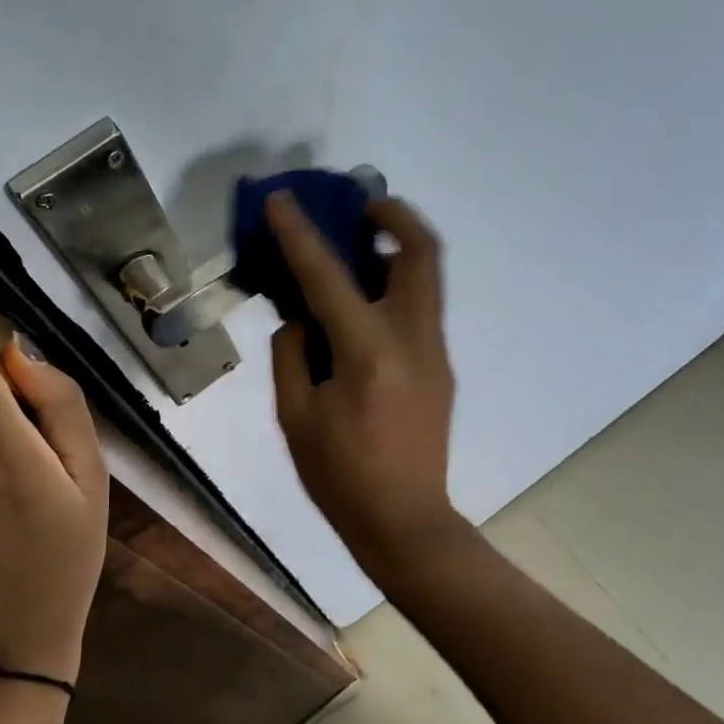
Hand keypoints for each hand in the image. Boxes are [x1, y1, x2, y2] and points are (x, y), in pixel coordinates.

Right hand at [265, 191, 460, 559]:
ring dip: (398, 248)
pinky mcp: (442, 367)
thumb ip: (293, 354)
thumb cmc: (340, 476)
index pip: (328, 277)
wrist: (405, 522)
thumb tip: (301, 318)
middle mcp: (413, 339)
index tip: (282, 200)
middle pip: (421, 253)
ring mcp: (435, 352)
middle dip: (394, 215)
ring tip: (360, 247)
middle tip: (361, 206)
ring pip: (428, 277)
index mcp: (368, 353)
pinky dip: (395, 286)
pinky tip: (364, 304)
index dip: (300, 234)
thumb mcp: (295, 416)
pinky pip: (421, 307)